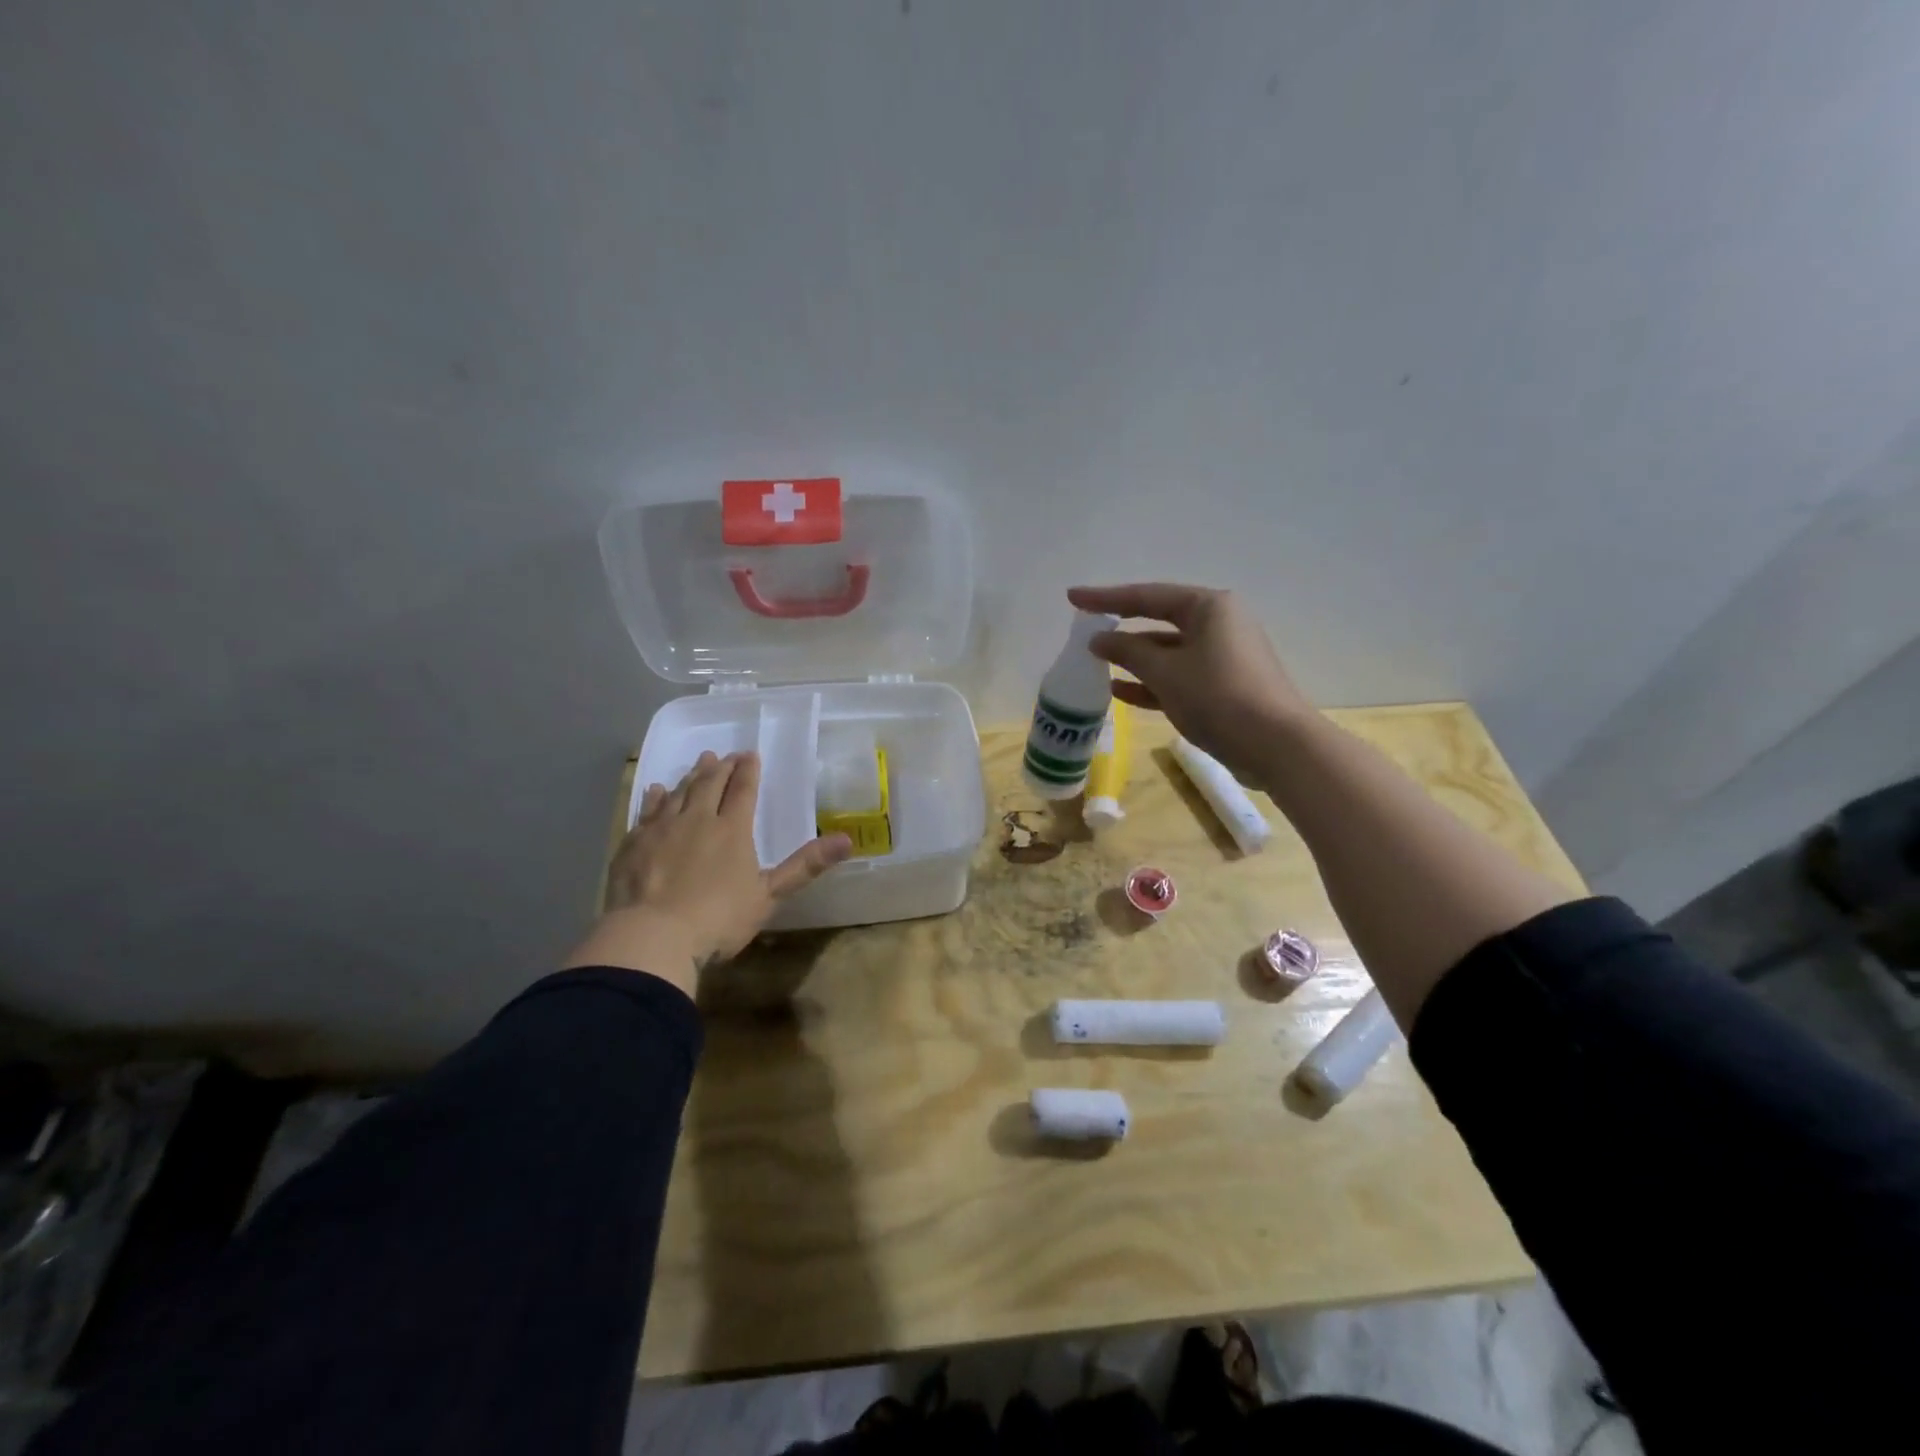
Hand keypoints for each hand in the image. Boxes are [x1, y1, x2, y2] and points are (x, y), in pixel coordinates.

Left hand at [570, 751, 850, 992]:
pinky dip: (656, 797)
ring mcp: (661, 829)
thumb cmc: (717, 919)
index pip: (743, 791)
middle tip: (727, 754)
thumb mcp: (768, 895)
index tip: (751, 754)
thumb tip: (847, 839)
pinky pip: (647, 810)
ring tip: (701, 761)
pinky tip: (657, 789)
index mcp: (732, 830)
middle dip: (722, 767)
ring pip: (680, 792)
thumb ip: (805, 866)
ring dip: (692, 775)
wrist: (652, 937)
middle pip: (711, 784)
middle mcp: (697, 819)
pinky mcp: (633, 843)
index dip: (749, 771)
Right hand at [1066, 583, 1312, 783]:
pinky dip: (1152, 681)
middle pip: (1159, 620)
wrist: (1275, 745)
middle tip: (1086, 629)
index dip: (1106, 597)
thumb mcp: (1165, 672)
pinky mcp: (1224, 685)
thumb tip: (1100, 640)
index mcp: (1209, 607)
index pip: (1146, 596)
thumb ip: (1128, 651)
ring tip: (1097, 664)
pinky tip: (1120, 691)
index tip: (1072, 597)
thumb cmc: (1218, 696)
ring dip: (1134, 659)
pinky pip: (1179, 675)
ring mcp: (1223, 655)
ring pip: (1168, 651)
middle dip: (1122, 628)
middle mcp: (1219, 624)